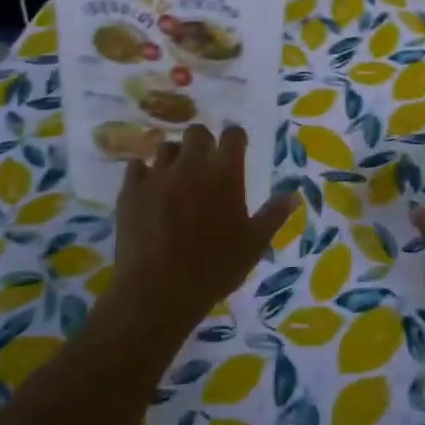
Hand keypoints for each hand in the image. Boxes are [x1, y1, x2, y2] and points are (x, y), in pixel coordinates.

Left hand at [107, 124, 297, 338]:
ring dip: (175, 158)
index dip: (236, 139)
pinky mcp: (131, 190)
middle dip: (203, 143)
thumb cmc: (215, 268)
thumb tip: (294, 195)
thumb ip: (274, 215)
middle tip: (205, 165)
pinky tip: (150, 190)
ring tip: (177, 179)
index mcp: (224, 172)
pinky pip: (137, 166)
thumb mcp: (254, 244)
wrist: (158, 291)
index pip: (233, 135)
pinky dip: (145, 173)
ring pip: (166, 147)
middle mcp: (191, 163)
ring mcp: (157, 174)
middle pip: (196, 132)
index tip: (237, 150)